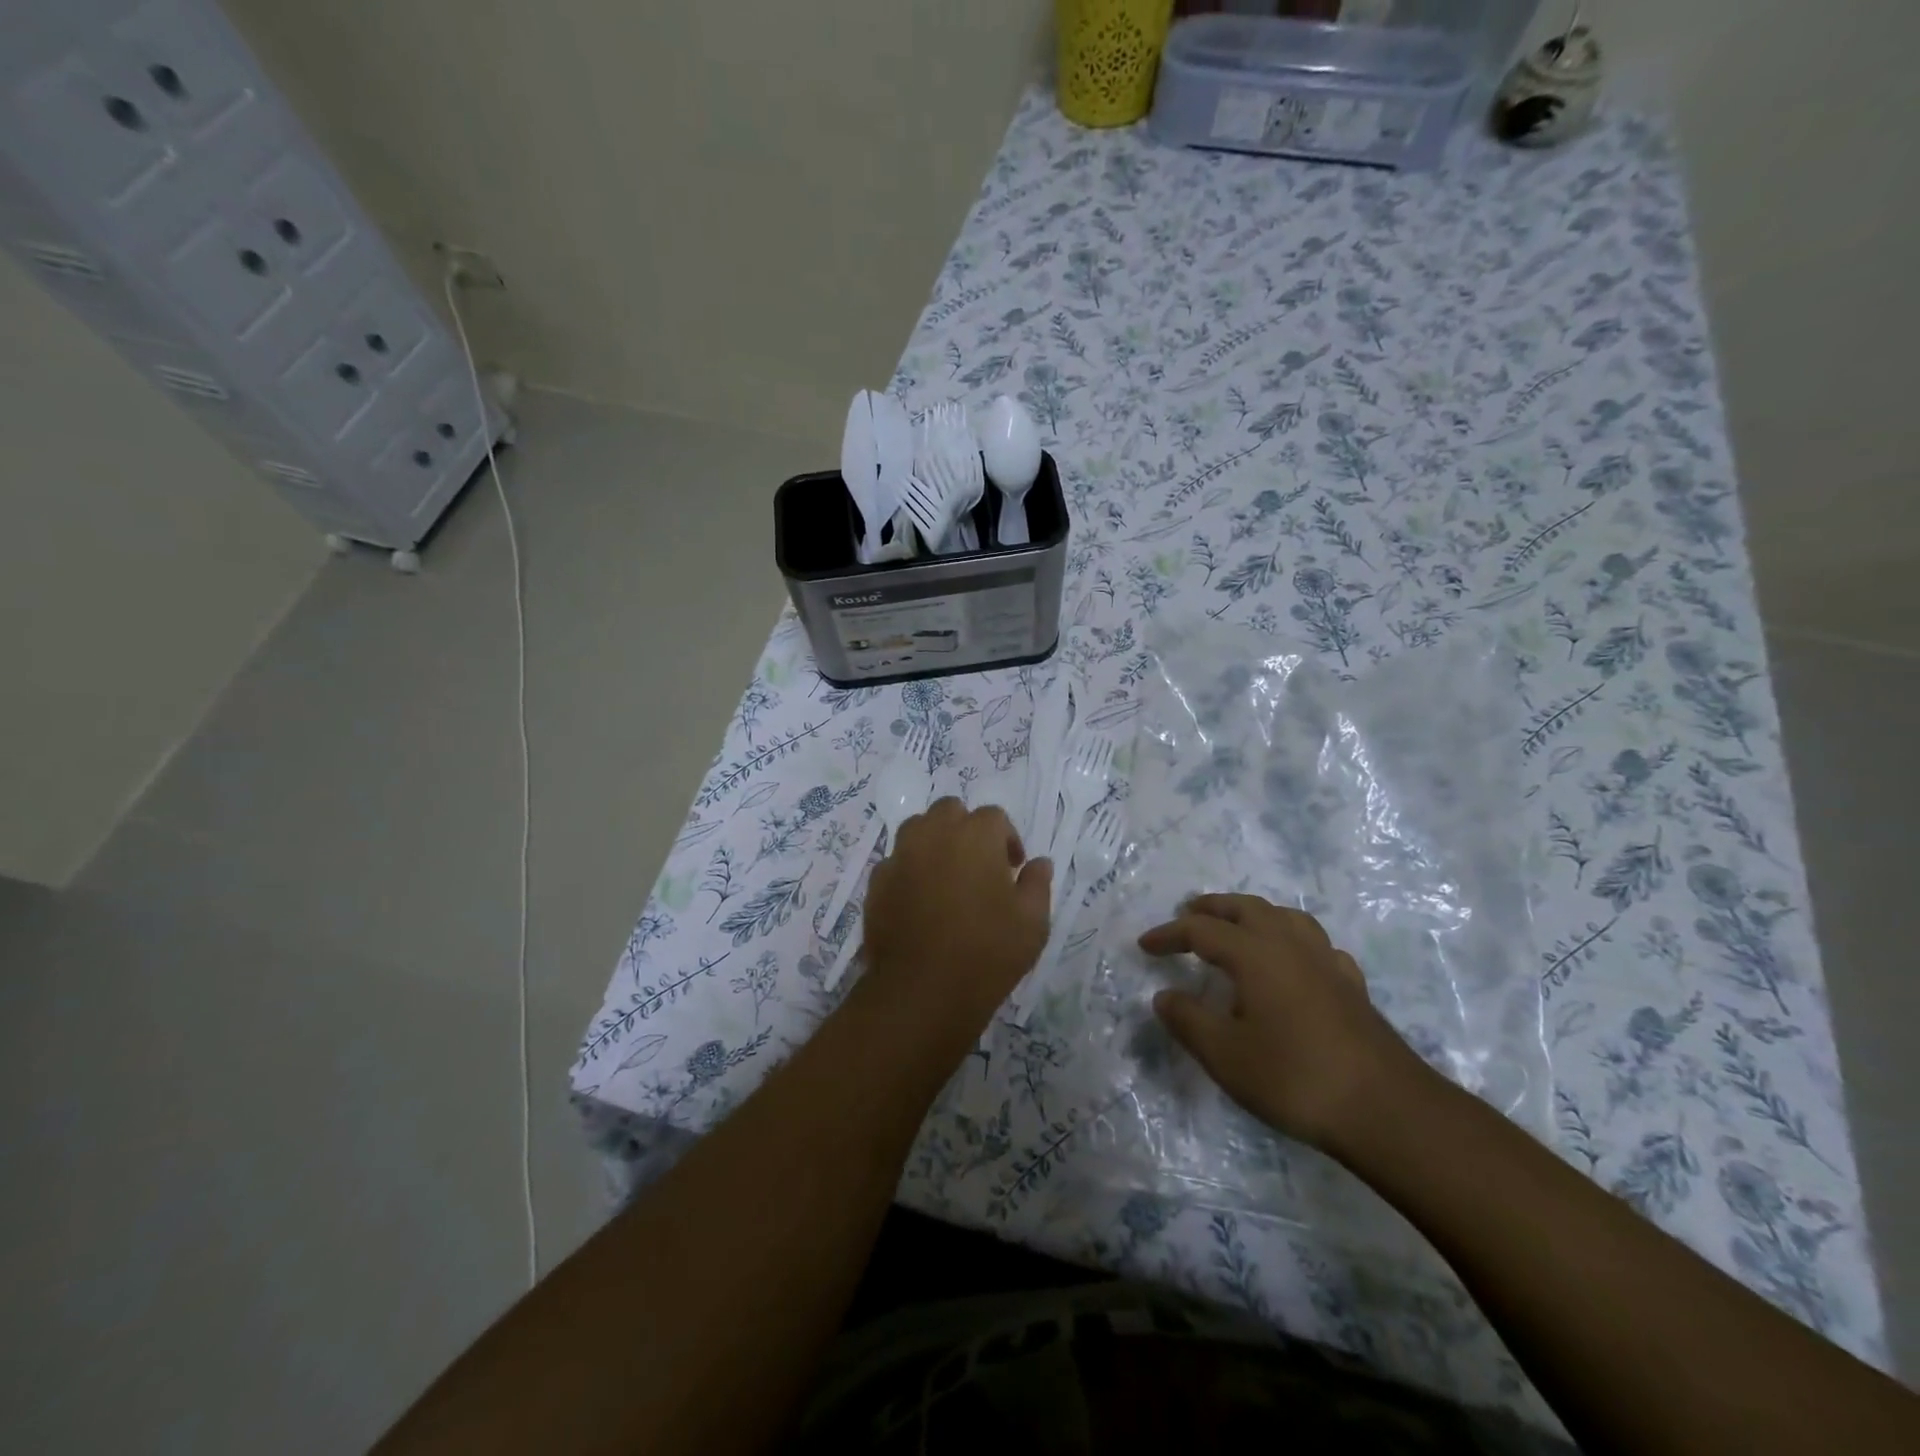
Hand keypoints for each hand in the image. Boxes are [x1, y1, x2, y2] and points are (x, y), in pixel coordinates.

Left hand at [863, 798, 1051, 1025]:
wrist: (921, 989)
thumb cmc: (987, 952)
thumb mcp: (1032, 922)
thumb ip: (1037, 884)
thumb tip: (1039, 863)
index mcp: (975, 835)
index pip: (994, 817)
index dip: (1007, 840)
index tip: (1012, 870)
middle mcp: (934, 833)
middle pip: (950, 811)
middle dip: (966, 829)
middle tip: (979, 865)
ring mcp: (900, 855)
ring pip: (918, 829)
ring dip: (935, 842)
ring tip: (947, 877)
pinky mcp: (877, 881)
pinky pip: (897, 861)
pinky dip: (910, 869)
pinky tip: (920, 901)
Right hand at [1139, 894, 1431, 1154]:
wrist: (1386, 1109)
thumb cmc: (1295, 1077)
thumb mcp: (1226, 1055)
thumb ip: (1189, 1020)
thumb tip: (1165, 996)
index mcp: (1255, 954)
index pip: (1202, 930)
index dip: (1169, 934)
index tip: (1145, 945)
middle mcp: (1290, 945)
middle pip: (1246, 908)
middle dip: (1213, 907)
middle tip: (1188, 914)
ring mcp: (1326, 963)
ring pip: (1286, 917)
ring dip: (1254, 914)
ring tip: (1238, 927)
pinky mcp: (1352, 986)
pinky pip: (1316, 945)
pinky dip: (1293, 941)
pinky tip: (1294, 963)